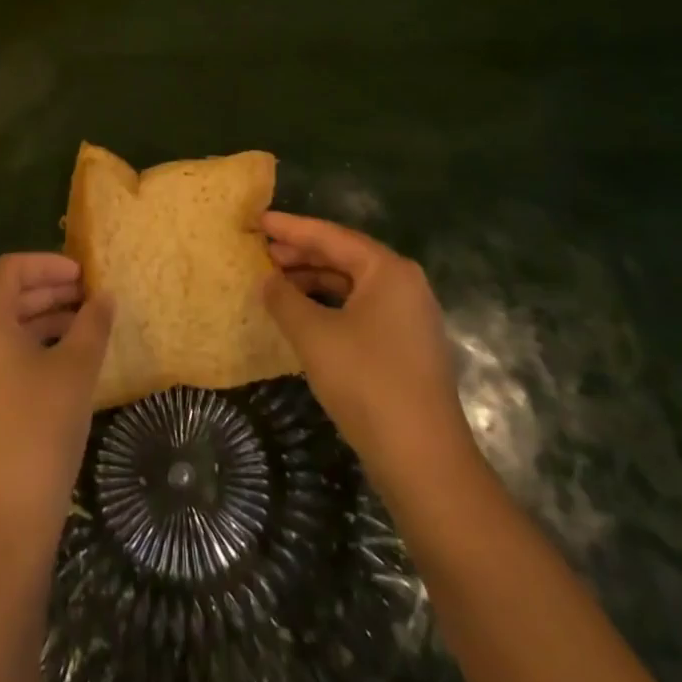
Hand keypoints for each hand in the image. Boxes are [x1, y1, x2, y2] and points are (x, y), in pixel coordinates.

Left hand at [0, 253, 113, 547]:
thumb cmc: (40, 429)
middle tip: (89, 297)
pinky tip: (64, 362)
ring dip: (42, 320)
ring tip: (84, 327)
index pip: (10, 269)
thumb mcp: (76, 369)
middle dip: (48, 291)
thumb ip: (93, 324)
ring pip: (2, 329)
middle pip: (4, 297)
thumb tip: (105, 296)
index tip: (83, 274)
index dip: (48, 264)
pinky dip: (29, 347)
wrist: (4, 522)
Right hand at [261, 212, 479, 495]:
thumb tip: (266, 280)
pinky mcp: (407, 346)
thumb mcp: (314, 335)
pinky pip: (361, 309)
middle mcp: (404, 284)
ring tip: (275, 283)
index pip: (331, 236)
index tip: (258, 220)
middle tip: (262, 251)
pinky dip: (330, 305)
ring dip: (313, 281)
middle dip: (301, 254)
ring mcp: (409, 317)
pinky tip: (303, 315)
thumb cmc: (367, 382)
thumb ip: (284, 299)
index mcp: (388, 270)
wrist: (423, 460)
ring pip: (352, 285)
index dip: (291, 228)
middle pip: (344, 257)